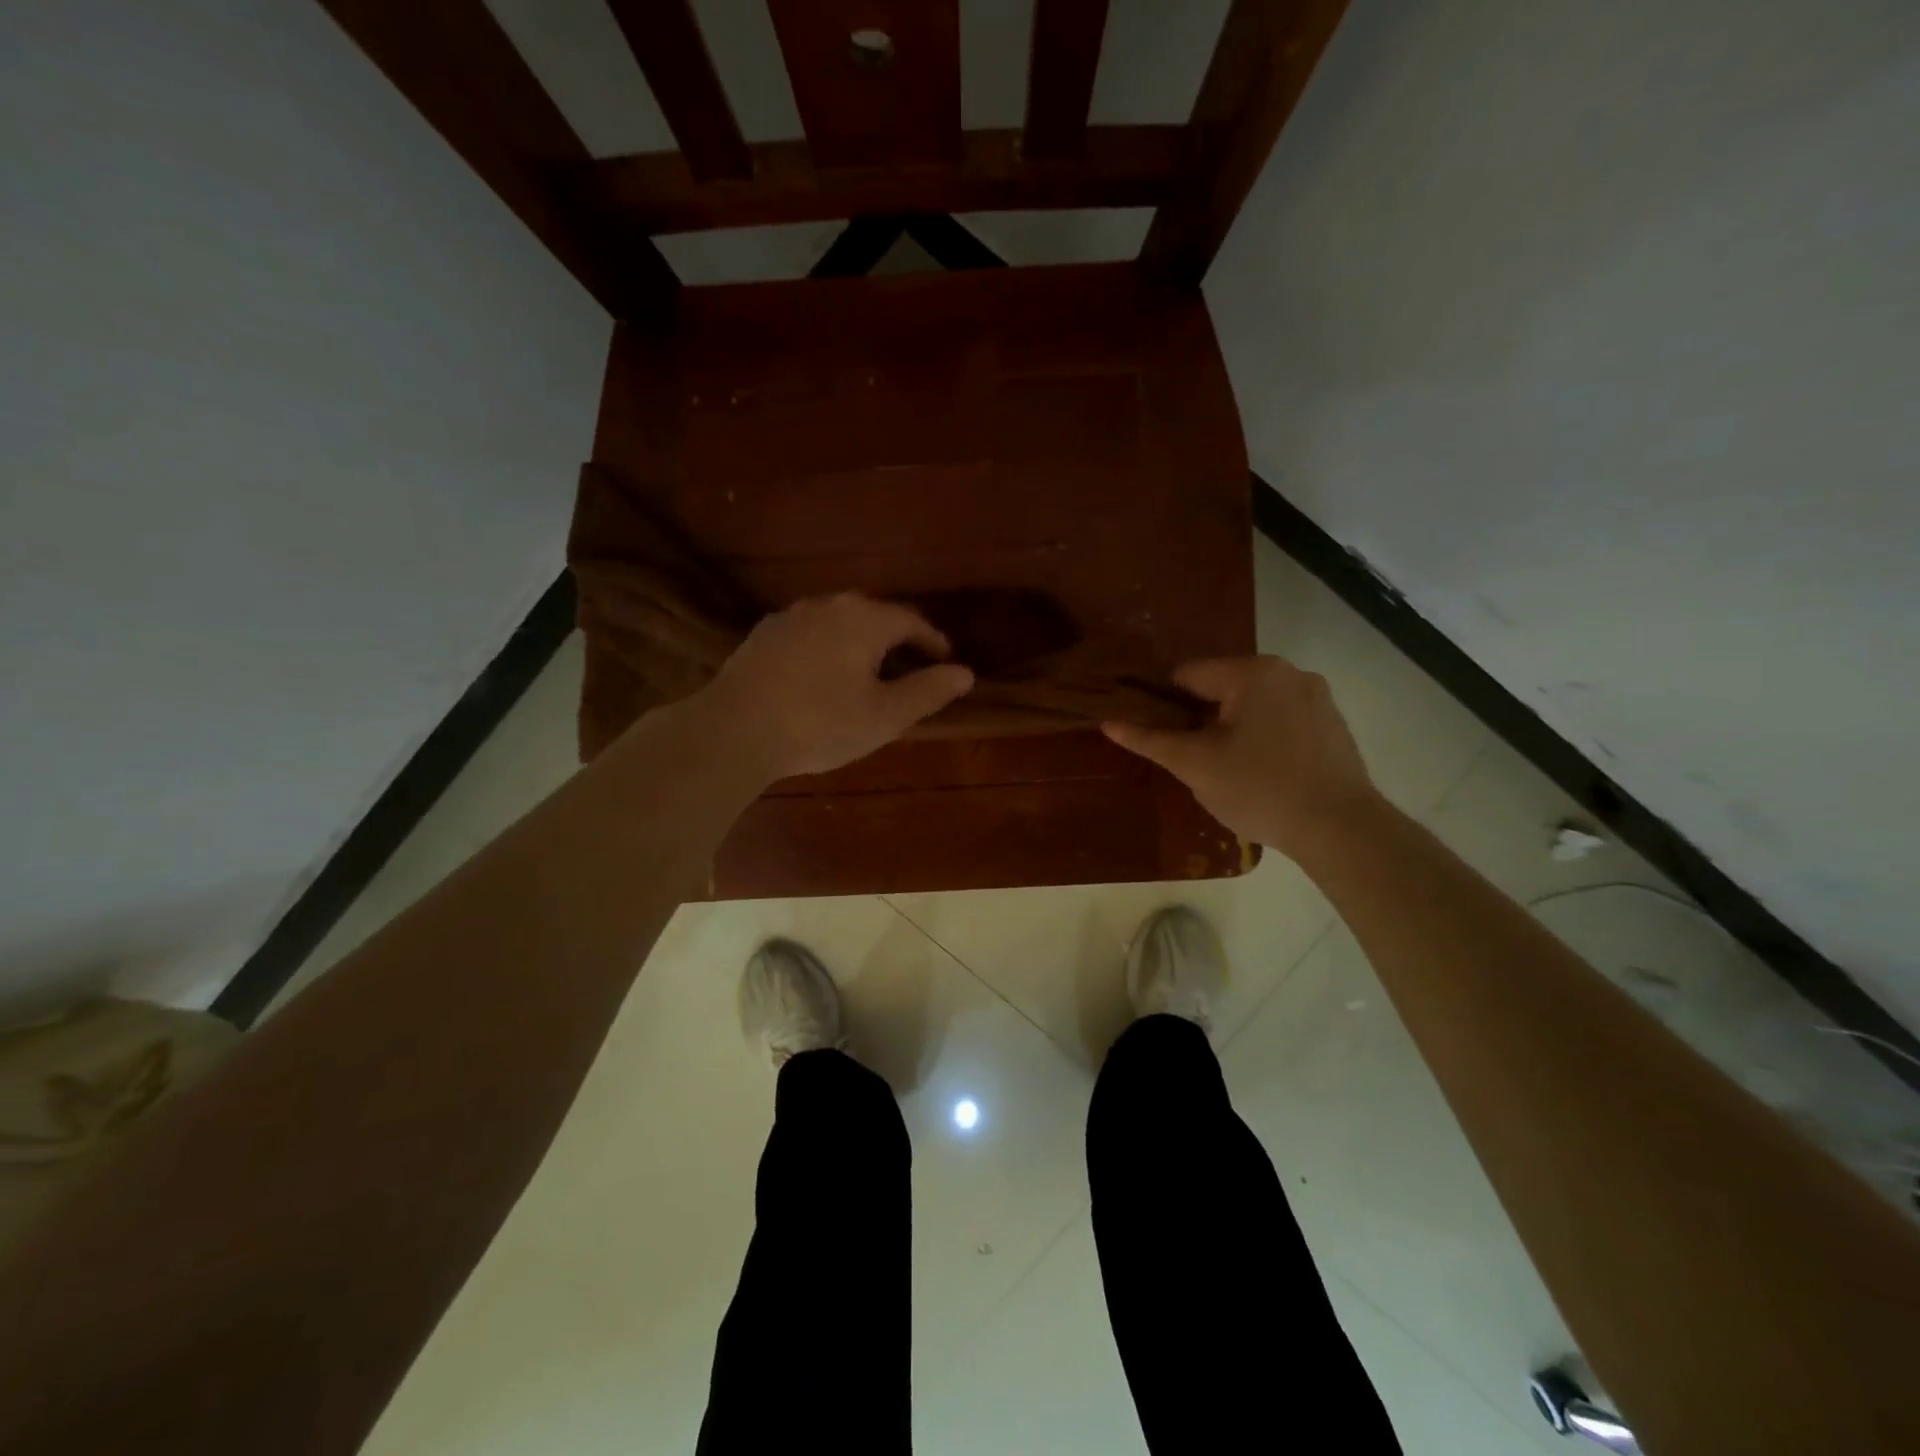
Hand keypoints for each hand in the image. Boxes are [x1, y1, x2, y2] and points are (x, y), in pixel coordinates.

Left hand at [699, 593, 975, 780]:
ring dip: (860, 642)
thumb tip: (965, 674)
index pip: (911, 621)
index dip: (933, 641)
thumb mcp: (884, 716)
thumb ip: (928, 691)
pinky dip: (828, 648)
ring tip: (869, 670)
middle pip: (875, 615)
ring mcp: (791, 616)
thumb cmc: (820, 724)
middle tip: (911, 665)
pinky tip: (823, 674)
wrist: (735, 730)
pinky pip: (810, 633)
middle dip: (897, 638)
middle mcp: (829, 605)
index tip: (945, 660)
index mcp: (864, 619)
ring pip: (839, 622)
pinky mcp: (764, 634)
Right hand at [1102, 656, 1382, 857]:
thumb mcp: (1195, 765)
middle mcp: (1288, 671)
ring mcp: (1316, 696)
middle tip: (1189, 758)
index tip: (1157, 735)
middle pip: (1222, 687)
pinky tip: (1261, 772)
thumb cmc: (1259, 788)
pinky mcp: (1333, 723)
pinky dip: (1263, 737)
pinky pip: (1282, 719)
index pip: (1188, 675)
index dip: (1163, 703)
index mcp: (1252, 672)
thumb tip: (1109, 723)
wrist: (1340, 828)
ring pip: (1253, 704)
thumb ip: (1151, 739)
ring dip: (1232, 728)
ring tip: (1224, 769)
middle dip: (1200, 718)